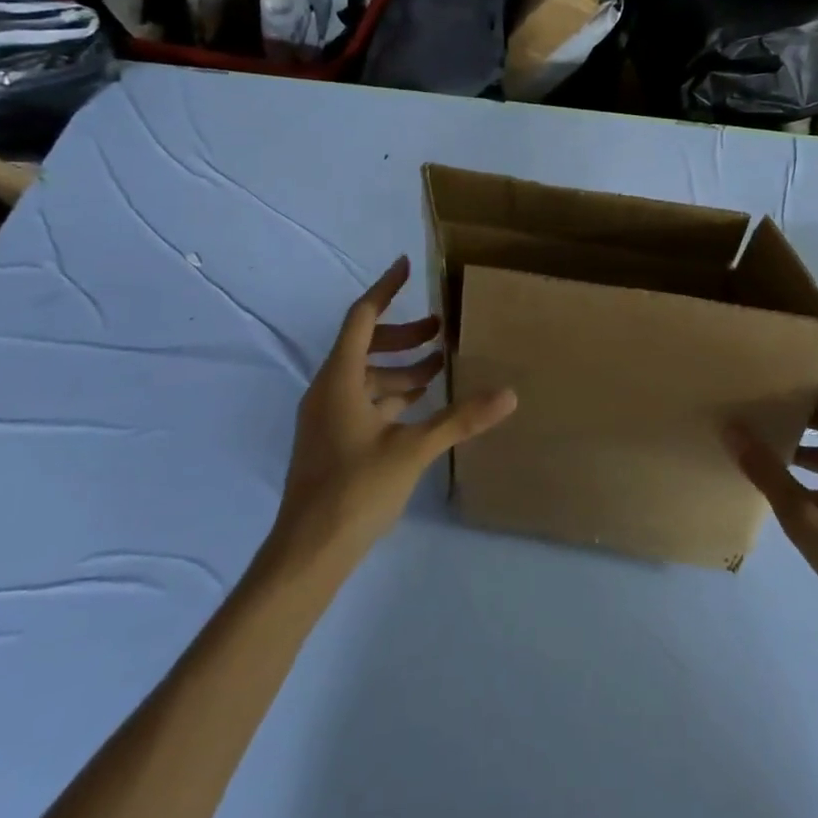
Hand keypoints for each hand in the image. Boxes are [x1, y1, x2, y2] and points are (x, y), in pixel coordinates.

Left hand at [268, 257, 516, 575]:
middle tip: (441, 329)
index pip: (362, 318)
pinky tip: (420, 405)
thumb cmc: (355, 490)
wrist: (307, 552)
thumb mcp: (413, 449)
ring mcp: (327, 417)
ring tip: (440, 366)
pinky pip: (364, 401)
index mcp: (340, 380)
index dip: (385, 289)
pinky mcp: (333, 440)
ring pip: (366, 376)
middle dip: (404, 334)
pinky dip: (392, 394)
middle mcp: (328, 390)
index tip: (407, 265)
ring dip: (401, 367)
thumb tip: (510, 394)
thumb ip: (460, 419)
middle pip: (365, 344)